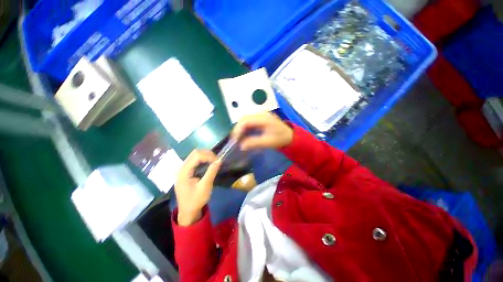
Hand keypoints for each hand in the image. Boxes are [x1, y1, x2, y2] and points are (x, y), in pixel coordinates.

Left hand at [175, 150, 220, 225]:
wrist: (187, 212)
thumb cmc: (195, 201)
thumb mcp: (205, 187)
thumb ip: (211, 172)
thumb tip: (219, 160)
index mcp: (184, 172)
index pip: (196, 156)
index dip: (208, 156)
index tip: (218, 161)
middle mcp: (181, 168)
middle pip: (194, 153)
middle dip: (207, 154)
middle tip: (216, 160)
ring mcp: (183, 169)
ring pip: (194, 155)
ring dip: (205, 156)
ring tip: (214, 161)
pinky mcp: (186, 172)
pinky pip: (194, 160)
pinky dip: (203, 159)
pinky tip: (208, 163)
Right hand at [231, 113, 292, 150]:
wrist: (289, 135)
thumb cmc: (280, 138)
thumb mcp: (269, 142)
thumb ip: (254, 143)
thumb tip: (241, 145)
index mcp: (264, 118)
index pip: (246, 120)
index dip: (238, 130)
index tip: (235, 140)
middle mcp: (260, 113)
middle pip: (243, 118)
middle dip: (237, 129)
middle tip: (235, 141)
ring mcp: (260, 114)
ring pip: (244, 119)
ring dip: (240, 129)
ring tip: (238, 139)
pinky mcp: (259, 118)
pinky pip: (248, 121)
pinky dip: (244, 128)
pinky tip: (243, 135)